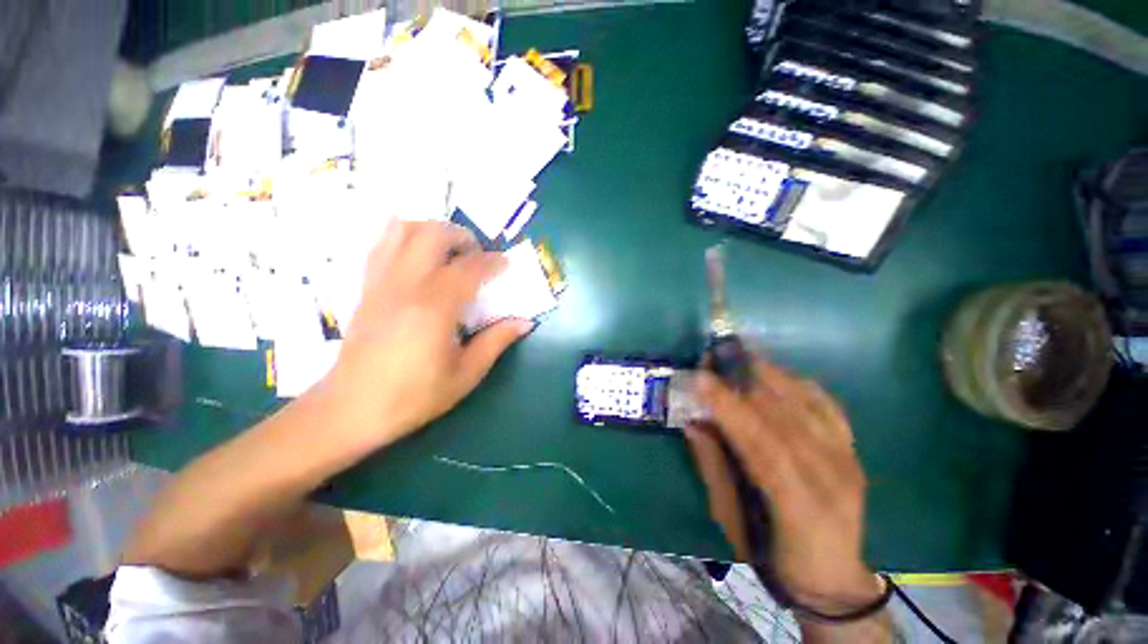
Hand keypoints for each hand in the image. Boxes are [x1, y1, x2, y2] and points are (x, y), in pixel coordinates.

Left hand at [326, 221, 532, 450]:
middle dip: (461, 236)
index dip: (492, 261)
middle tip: (477, 255)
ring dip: (431, 230)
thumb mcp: (465, 374)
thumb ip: (497, 342)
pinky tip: (417, 255)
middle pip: (433, 234)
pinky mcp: (366, 288)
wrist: (350, 409)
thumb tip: (525, 322)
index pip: (469, 267)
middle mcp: (406, 286)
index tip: (506, 265)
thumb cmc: (413, 396)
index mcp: (435, 308)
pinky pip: (381, 245)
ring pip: (402, 230)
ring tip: (448, 251)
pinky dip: (403, 238)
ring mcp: (380, 283)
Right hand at [685, 357, 882, 612]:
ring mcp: (848, 459)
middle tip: (714, 356)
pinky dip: (798, 383)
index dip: (730, 409)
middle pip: (786, 417)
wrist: (832, 574)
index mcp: (800, 507)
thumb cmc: (772, 553)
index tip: (700, 378)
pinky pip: (826, 404)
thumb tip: (693, 422)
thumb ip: (712, 467)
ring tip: (738, 354)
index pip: (763, 446)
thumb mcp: (730, 519)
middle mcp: (832, 477)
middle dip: (744, 380)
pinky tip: (775, 372)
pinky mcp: (852, 449)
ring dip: (768, 374)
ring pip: (807, 405)